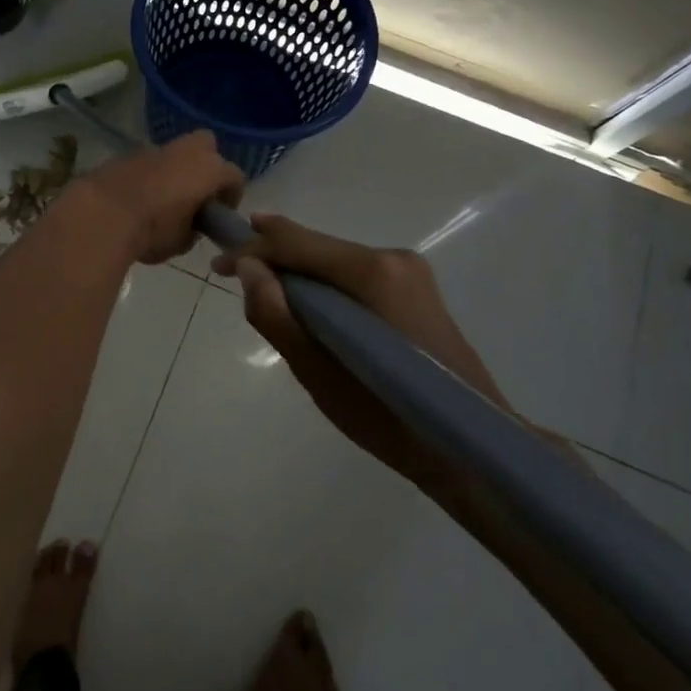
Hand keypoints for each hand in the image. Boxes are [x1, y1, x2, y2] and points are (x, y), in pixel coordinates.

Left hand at [69, 131, 244, 264]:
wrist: (100, 215)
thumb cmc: (152, 230)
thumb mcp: (181, 242)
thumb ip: (193, 229)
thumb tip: (190, 225)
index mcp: (208, 169)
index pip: (234, 176)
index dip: (231, 196)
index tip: (220, 214)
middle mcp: (184, 151)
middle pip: (207, 145)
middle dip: (206, 165)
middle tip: (196, 194)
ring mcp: (152, 149)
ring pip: (173, 153)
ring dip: (173, 171)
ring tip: (161, 200)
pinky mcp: (125, 154)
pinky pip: (147, 162)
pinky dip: (147, 175)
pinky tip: (137, 198)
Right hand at [213, 214, 513, 501]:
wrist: (472, 447)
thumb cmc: (388, 416)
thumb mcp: (317, 372)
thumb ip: (276, 314)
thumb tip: (247, 268)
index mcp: (372, 272)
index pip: (297, 242)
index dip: (252, 247)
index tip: (217, 264)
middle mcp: (393, 258)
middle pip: (317, 248)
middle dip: (274, 259)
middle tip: (235, 277)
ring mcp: (409, 272)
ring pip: (334, 262)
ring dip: (299, 275)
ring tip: (268, 297)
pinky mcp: (416, 290)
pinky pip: (354, 277)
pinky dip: (325, 288)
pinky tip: (311, 310)